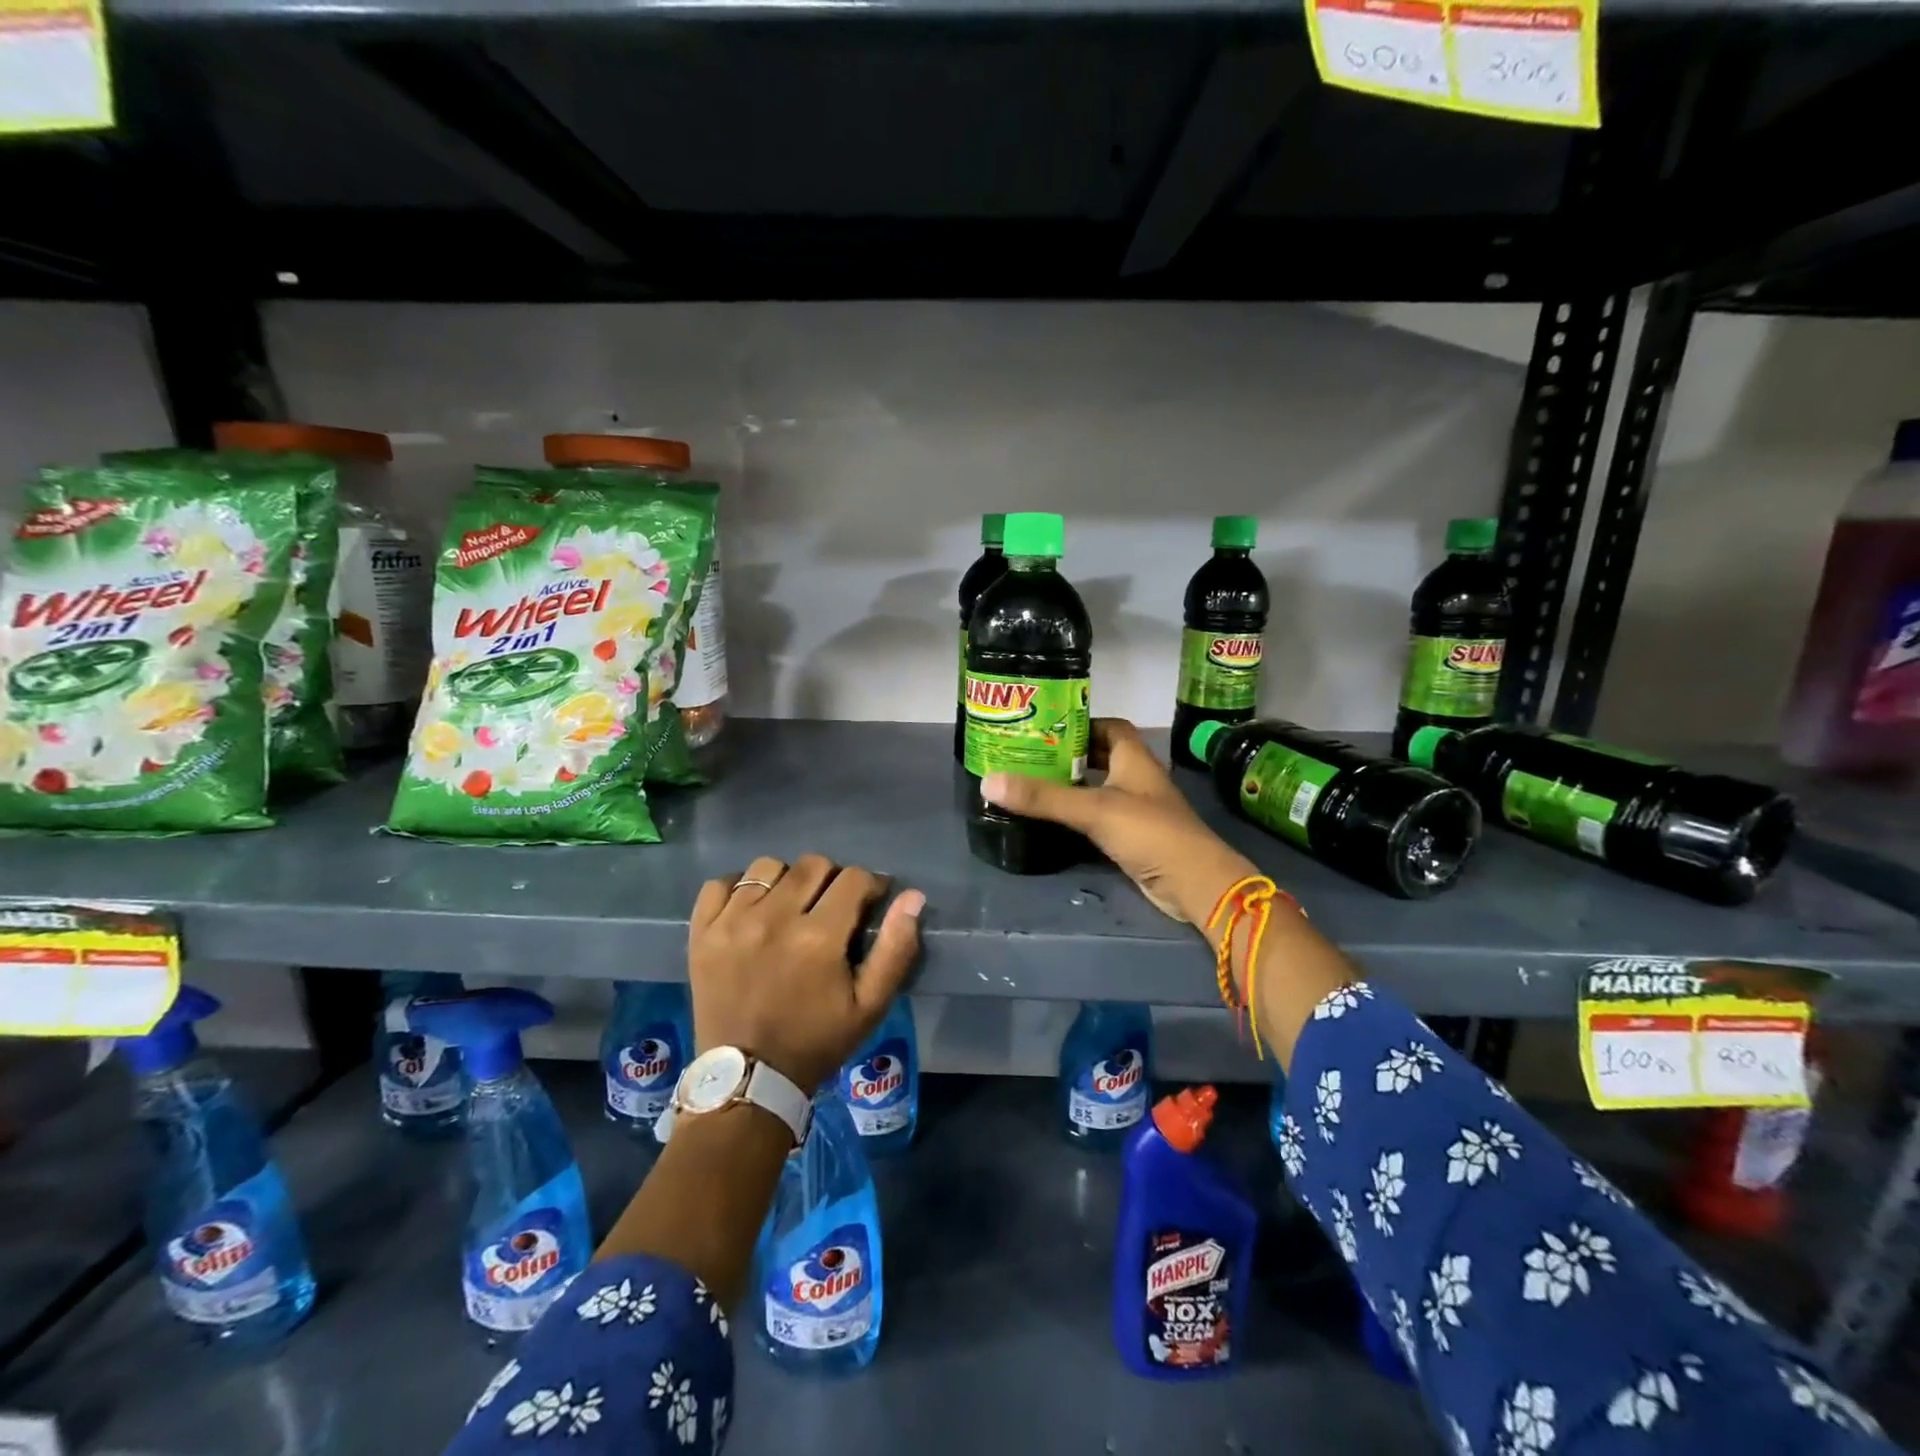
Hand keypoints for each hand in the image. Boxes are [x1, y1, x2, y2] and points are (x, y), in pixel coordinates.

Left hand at [688, 854, 923, 1092]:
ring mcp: (732, 923)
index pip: (854, 878)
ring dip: (786, 881)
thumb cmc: (817, 1041)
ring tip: (789, 908)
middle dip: (832, 880)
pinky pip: (720, 884)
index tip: (869, 903)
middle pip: (813, 865)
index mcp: (818, 938)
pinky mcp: (702, 933)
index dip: (869, 886)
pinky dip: (739, 890)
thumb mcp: (871, 1006)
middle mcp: (773, 919)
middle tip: (830, 909)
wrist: (748, 1080)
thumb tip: (912, 897)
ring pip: (768, 867)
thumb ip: (896, 949)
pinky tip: (751, 911)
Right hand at [982, 718, 1258, 925]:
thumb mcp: (1093, 809)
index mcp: (1133, 758)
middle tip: (1029, 756)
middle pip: (1100, 756)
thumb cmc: (1149, 832)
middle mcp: (1136, 778)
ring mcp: (1136, 808)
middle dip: (1068, 754)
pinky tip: (1053, 818)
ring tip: (1032, 783)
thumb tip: (988, 782)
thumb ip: (1043, 797)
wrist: (1193, 883)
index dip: (1080, 723)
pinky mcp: (1132, 836)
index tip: (1045, 728)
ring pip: (1099, 787)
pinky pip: (1100, 816)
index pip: (1109, 726)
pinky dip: (1078, 813)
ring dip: (1072, 785)